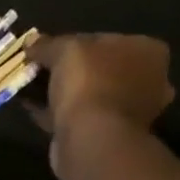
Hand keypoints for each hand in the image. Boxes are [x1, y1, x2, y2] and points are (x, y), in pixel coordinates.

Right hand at [26, 33, 174, 179]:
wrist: (92, 139)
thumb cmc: (89, 83)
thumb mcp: (65, 50)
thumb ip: (48, 44)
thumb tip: (31, 42)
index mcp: (148, 52)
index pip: (106, 40)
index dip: (74, 44)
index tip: (48, 51)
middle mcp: (148, 81)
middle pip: (99, 69)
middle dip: (69, 71)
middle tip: (38, 71)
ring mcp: (130, 112)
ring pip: (88, 95)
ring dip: (61, 93)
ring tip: (30, 89)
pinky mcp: (109, 136)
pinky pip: (78, 117)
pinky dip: (57, 113)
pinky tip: (32, 108)